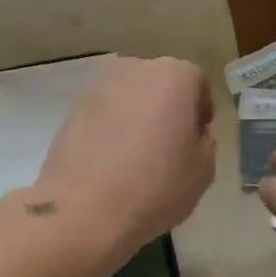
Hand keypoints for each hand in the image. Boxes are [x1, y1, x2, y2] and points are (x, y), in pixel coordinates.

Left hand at [23, 56, 216, 259]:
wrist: (84, 208)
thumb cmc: (155, 186)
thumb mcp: (203, 169)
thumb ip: (204, 140)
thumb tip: (190, 132)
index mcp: (174, 75)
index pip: (197, 83)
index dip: (200, 112)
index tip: (196, 140)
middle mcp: (135, 68)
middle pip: (159, 83)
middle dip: (166, 107)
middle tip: (167, 145)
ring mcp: (98, 85)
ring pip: (129, 96)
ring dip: (136, 115)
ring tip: (135, 155)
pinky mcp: (71, 107)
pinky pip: (103, 112)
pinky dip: (110, 127)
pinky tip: (109, 160)